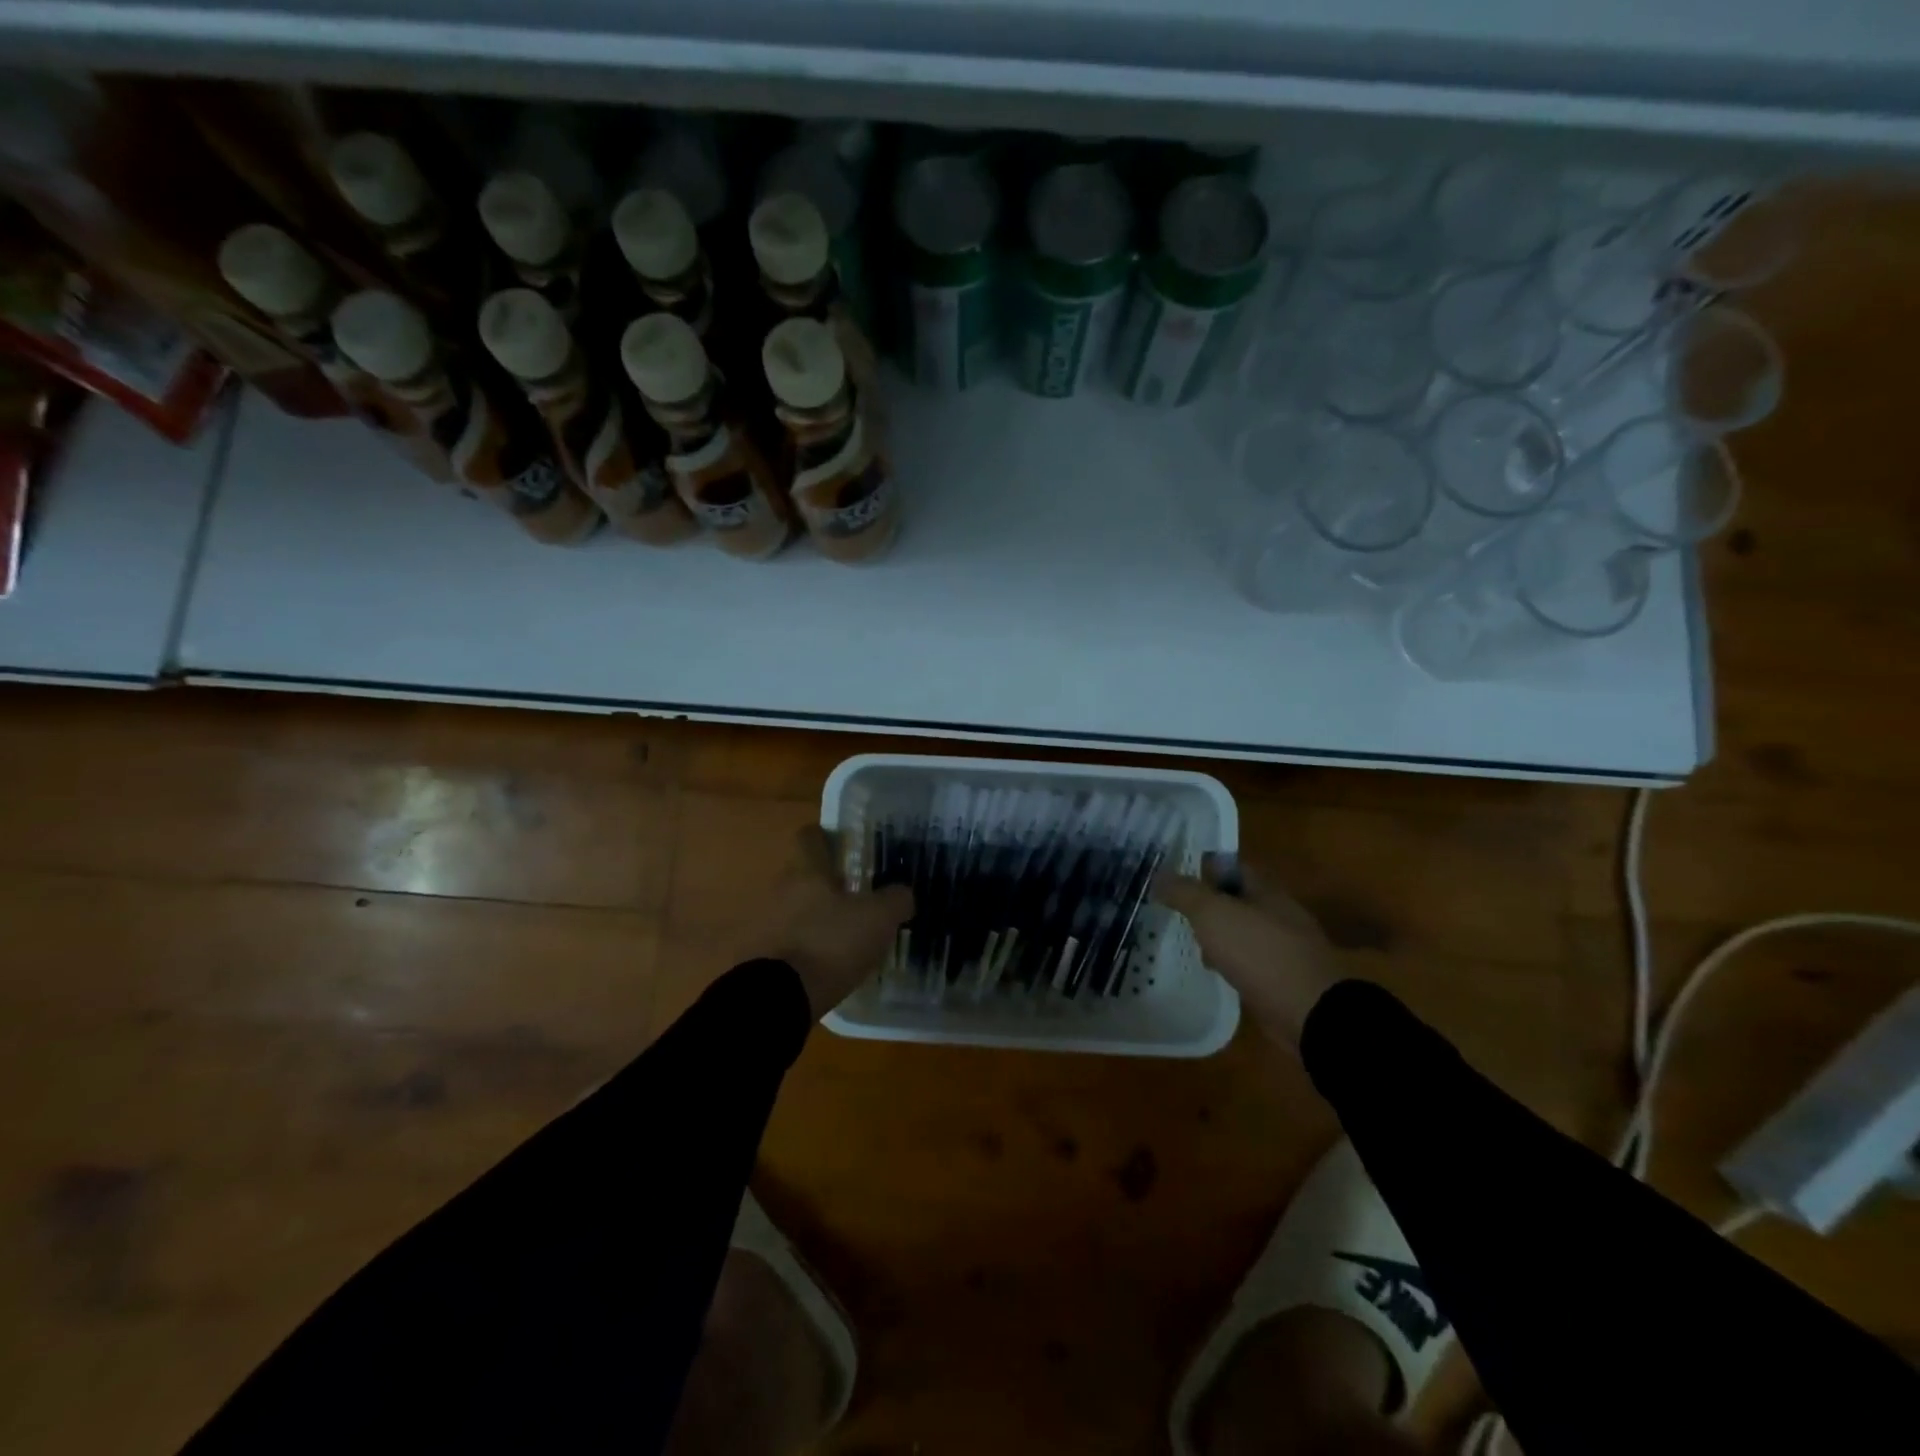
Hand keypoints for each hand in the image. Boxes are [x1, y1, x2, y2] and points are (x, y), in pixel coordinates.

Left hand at [768, 825, 915, 1016]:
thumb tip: (903, 893)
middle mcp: (782, 889)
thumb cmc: (831, 943)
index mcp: (807, 870)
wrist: (782, 997)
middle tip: (857, 896)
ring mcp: (768, 922)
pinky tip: (830, 960)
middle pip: (804, 874)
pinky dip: (808, 945)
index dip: (827, 837)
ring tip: (846, 933)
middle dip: (827, 883)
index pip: (810, 836)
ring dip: (817, 916)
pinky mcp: (764, 955)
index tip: (846, 846)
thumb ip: (896, 899)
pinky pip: (791, 939)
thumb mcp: (879, 918)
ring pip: (797, 908)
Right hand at [1153, 857, 1339, 1048]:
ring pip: (1242, 931)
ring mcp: (1284, 947)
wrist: (1309, 1012)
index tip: (1174, 875)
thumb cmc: (1259, 952)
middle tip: (1176, 910)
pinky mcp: (1283, 978)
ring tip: (1190, 942)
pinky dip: (1231, 961)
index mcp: (1266, 890)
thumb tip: (1158, 876)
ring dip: (1218, 934)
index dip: (1203, 867)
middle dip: (1208, 903)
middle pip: (1237, 898)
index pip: (1232, 866)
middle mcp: (1278, 913)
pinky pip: (1250, 960)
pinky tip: (1215, 970)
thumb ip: (1184, 893)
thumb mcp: (1212, 914)